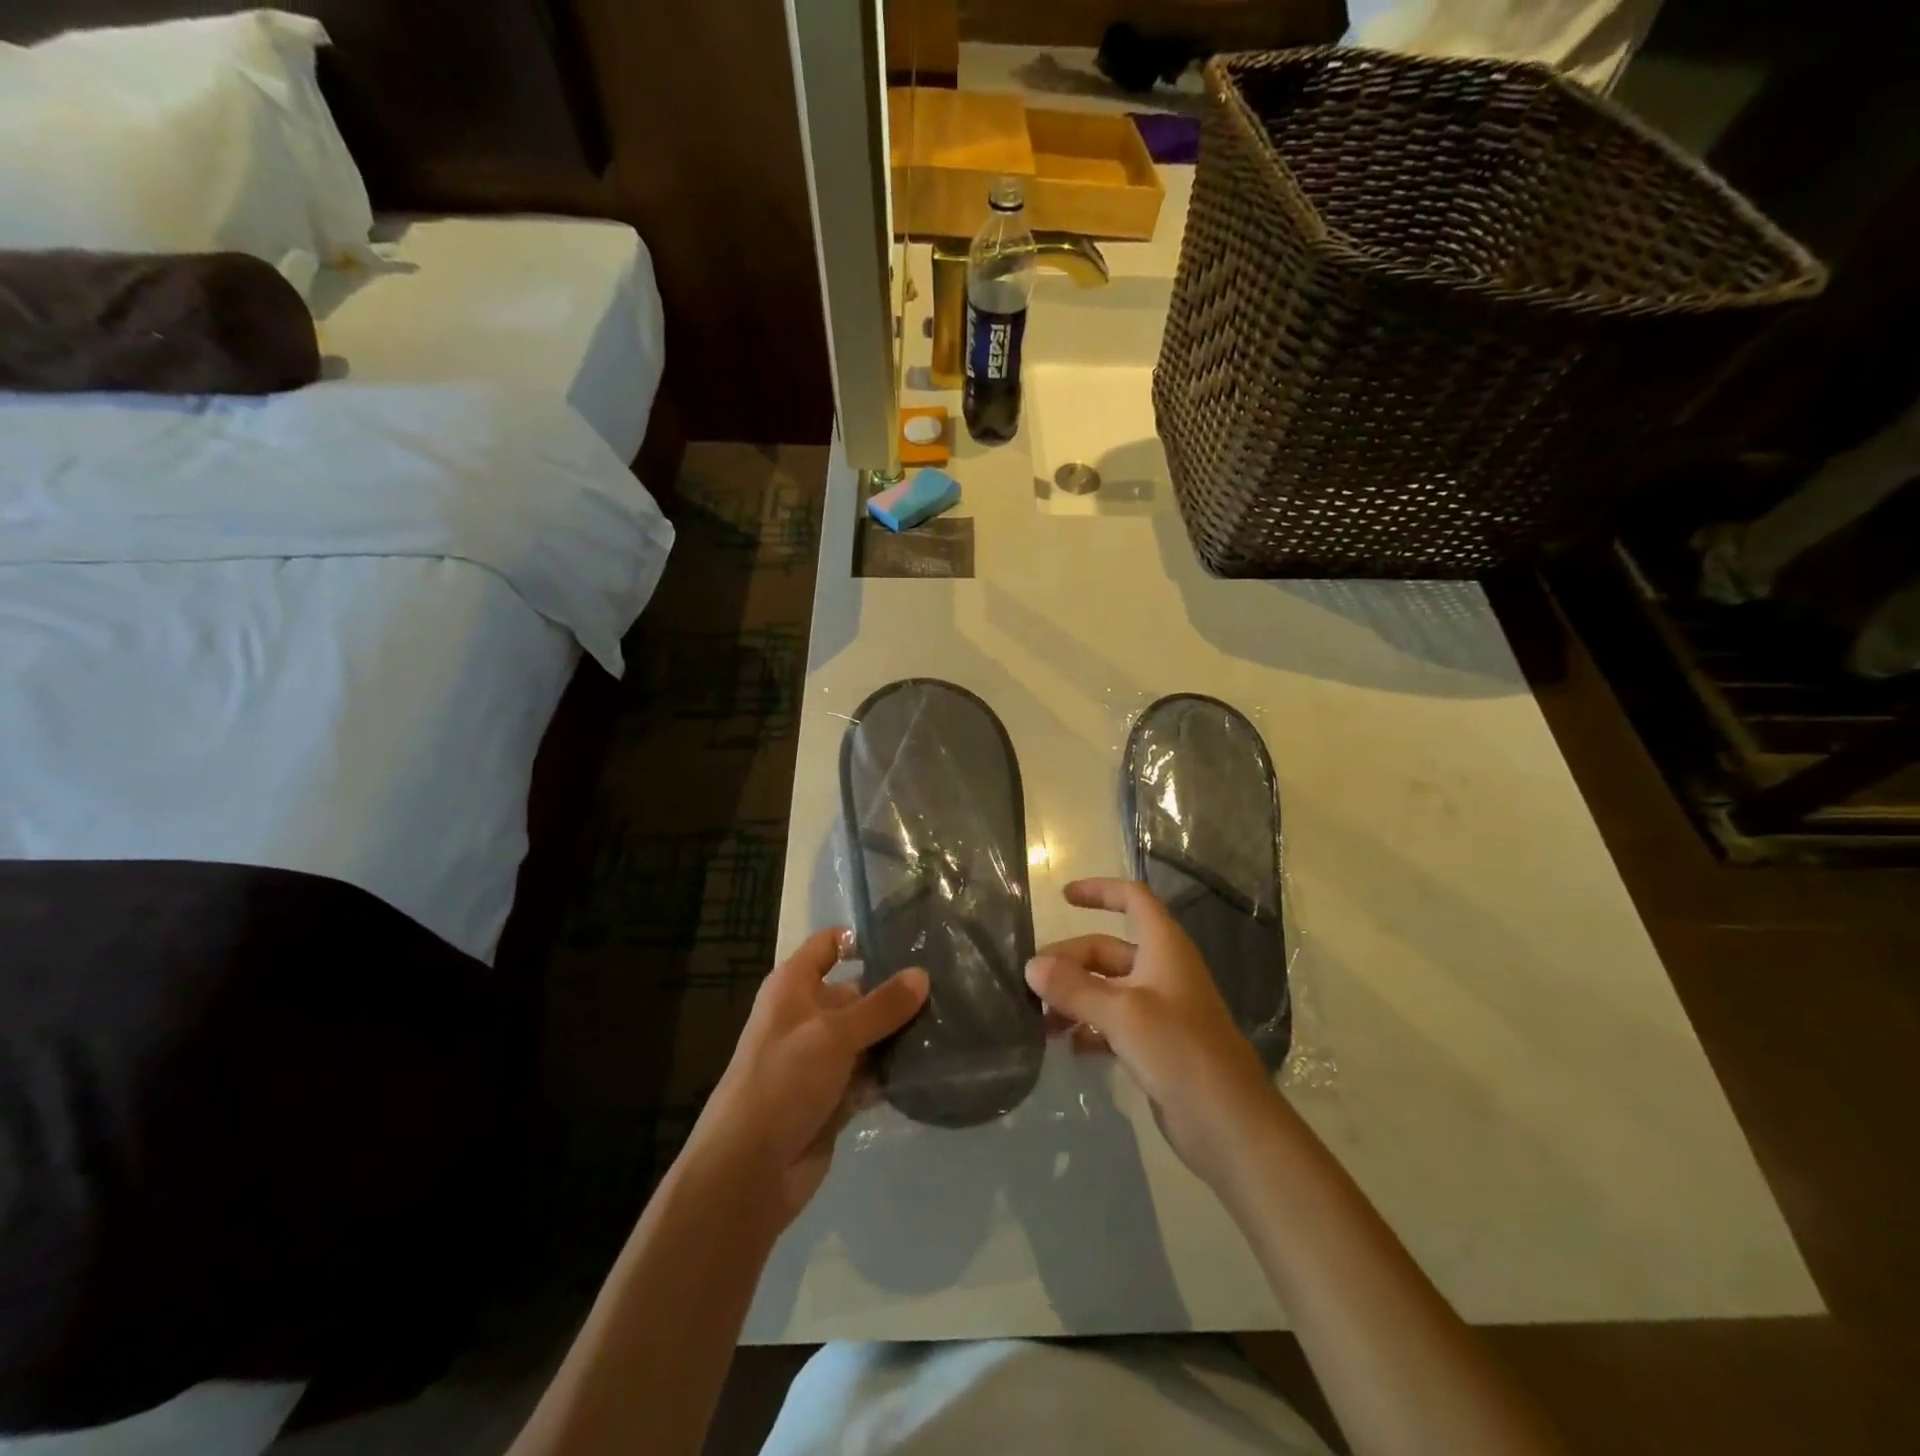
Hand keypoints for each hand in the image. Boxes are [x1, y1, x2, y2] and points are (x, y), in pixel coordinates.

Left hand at [688, 929, 928, 1229]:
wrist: (747, 1172)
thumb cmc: (782, 1082)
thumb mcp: (834, 1035)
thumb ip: (881, 1006)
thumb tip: (922, 974)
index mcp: (793, 987)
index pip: (829, 945)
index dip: (862, 939)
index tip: (910, 941)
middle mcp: (807, 1016)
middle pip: (857, 991)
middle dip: (896, 991)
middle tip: (949, 985)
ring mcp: (821, 1059)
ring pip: (868, 1035)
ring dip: (899, 1034)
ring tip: (952, 1021)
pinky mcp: (834, 1097)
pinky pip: (870, 1074)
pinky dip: (892, 1071)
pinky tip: (931, 1064)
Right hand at [1026, 878, 1276, 1188]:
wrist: (1228, 1123)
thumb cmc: (1179, 1050)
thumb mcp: (1122, 1013)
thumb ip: (1074, 988)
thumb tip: (1031, 966)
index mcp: (1163, 947)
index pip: (1132, 900)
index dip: (1100, 891)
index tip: (1063, 898)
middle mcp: (1161, 970)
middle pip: (1106, 949)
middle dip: (1069, 962)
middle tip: (1031, 985)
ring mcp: (1159, 1009)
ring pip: (1106, 988)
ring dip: (1074, 998)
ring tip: (1040, 1021)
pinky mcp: (1155, 1045)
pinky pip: (1112, 1023)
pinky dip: (1088, 1028)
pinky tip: (1066, 1046)